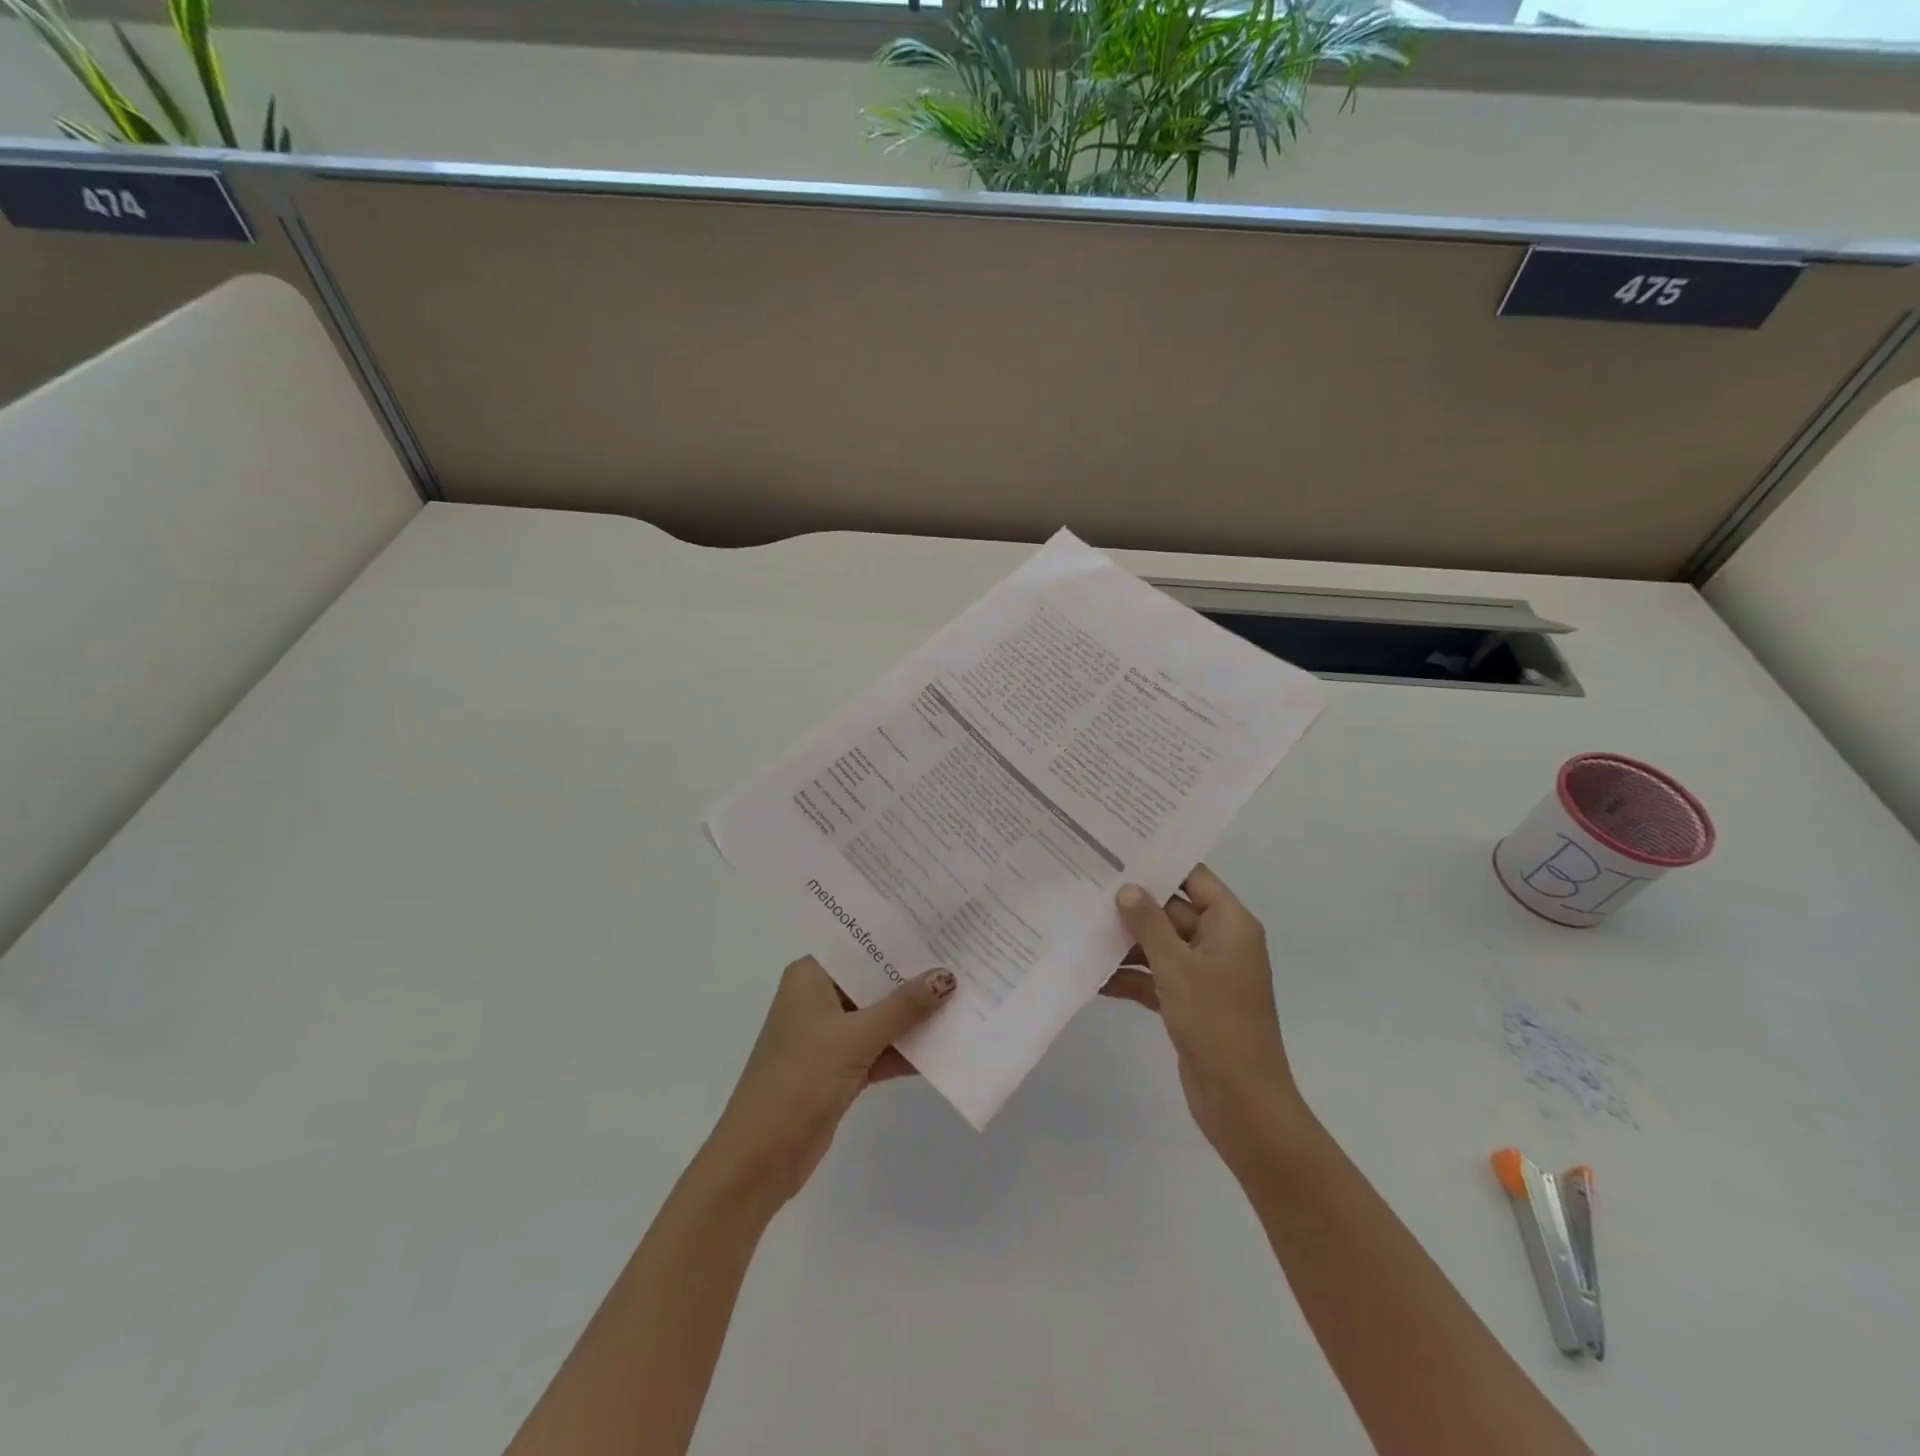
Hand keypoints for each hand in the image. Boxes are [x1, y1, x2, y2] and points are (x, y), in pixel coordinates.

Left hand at [703, 957, 956, 1210]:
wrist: (760, 1158)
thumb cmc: (799, 1079)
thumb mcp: (855, 1037)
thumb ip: (903, 1007)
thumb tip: (947, 976)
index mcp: (811, 976)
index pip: (859, 944)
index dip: (897, 936)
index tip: (938, 924)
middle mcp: (819, 997)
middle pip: (874, 980)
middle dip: (914, 976)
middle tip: (962, 958)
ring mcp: (830, 1035)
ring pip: (881, 1016)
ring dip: (916, 1016)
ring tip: (965, 996)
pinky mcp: (841, 1068)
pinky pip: (882, 1048)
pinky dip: (908, 1049)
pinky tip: (948, 1043)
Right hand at [1103, 865, 1309, 1169]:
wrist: (1242, 1101)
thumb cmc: (1216, 1022)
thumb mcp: (1177, 966)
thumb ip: (1149, 923)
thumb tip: (1127, 888)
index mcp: (1230, 924)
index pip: (1194, 878)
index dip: (1160, 864)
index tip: (1119, 851)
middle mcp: (1219, 942)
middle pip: (1171, 911)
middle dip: (1132, 906)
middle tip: (1086, 889)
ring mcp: (1204, 974)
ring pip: (1159, 945)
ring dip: (1125, 944)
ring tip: (1080, 929)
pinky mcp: (1189, 1003)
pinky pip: (1155, 978)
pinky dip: (1130, 977)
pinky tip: (1093, 977)